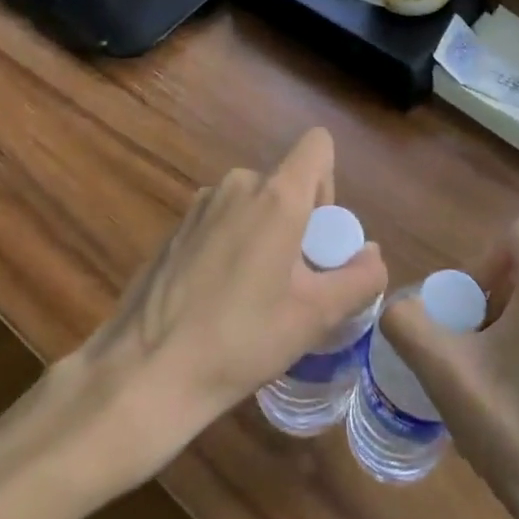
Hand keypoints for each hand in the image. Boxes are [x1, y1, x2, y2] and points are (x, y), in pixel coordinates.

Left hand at [82, 128, 387, 458]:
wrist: (145, 373)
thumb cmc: (241, 340)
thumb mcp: (314, 317)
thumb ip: (359, 279)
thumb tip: (372, 255)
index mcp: (276, 195)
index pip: (317, 145)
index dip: (329, 183)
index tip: (318, 237)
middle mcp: (237, 185)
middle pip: (286, 182)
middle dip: (299, 222)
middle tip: (291, 282)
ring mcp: (200, 204)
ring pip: (253, 203)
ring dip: (265, 234)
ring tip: (254, 296)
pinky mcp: (176, 227)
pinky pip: (223, 219)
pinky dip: (233, 244)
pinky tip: (217, 299)